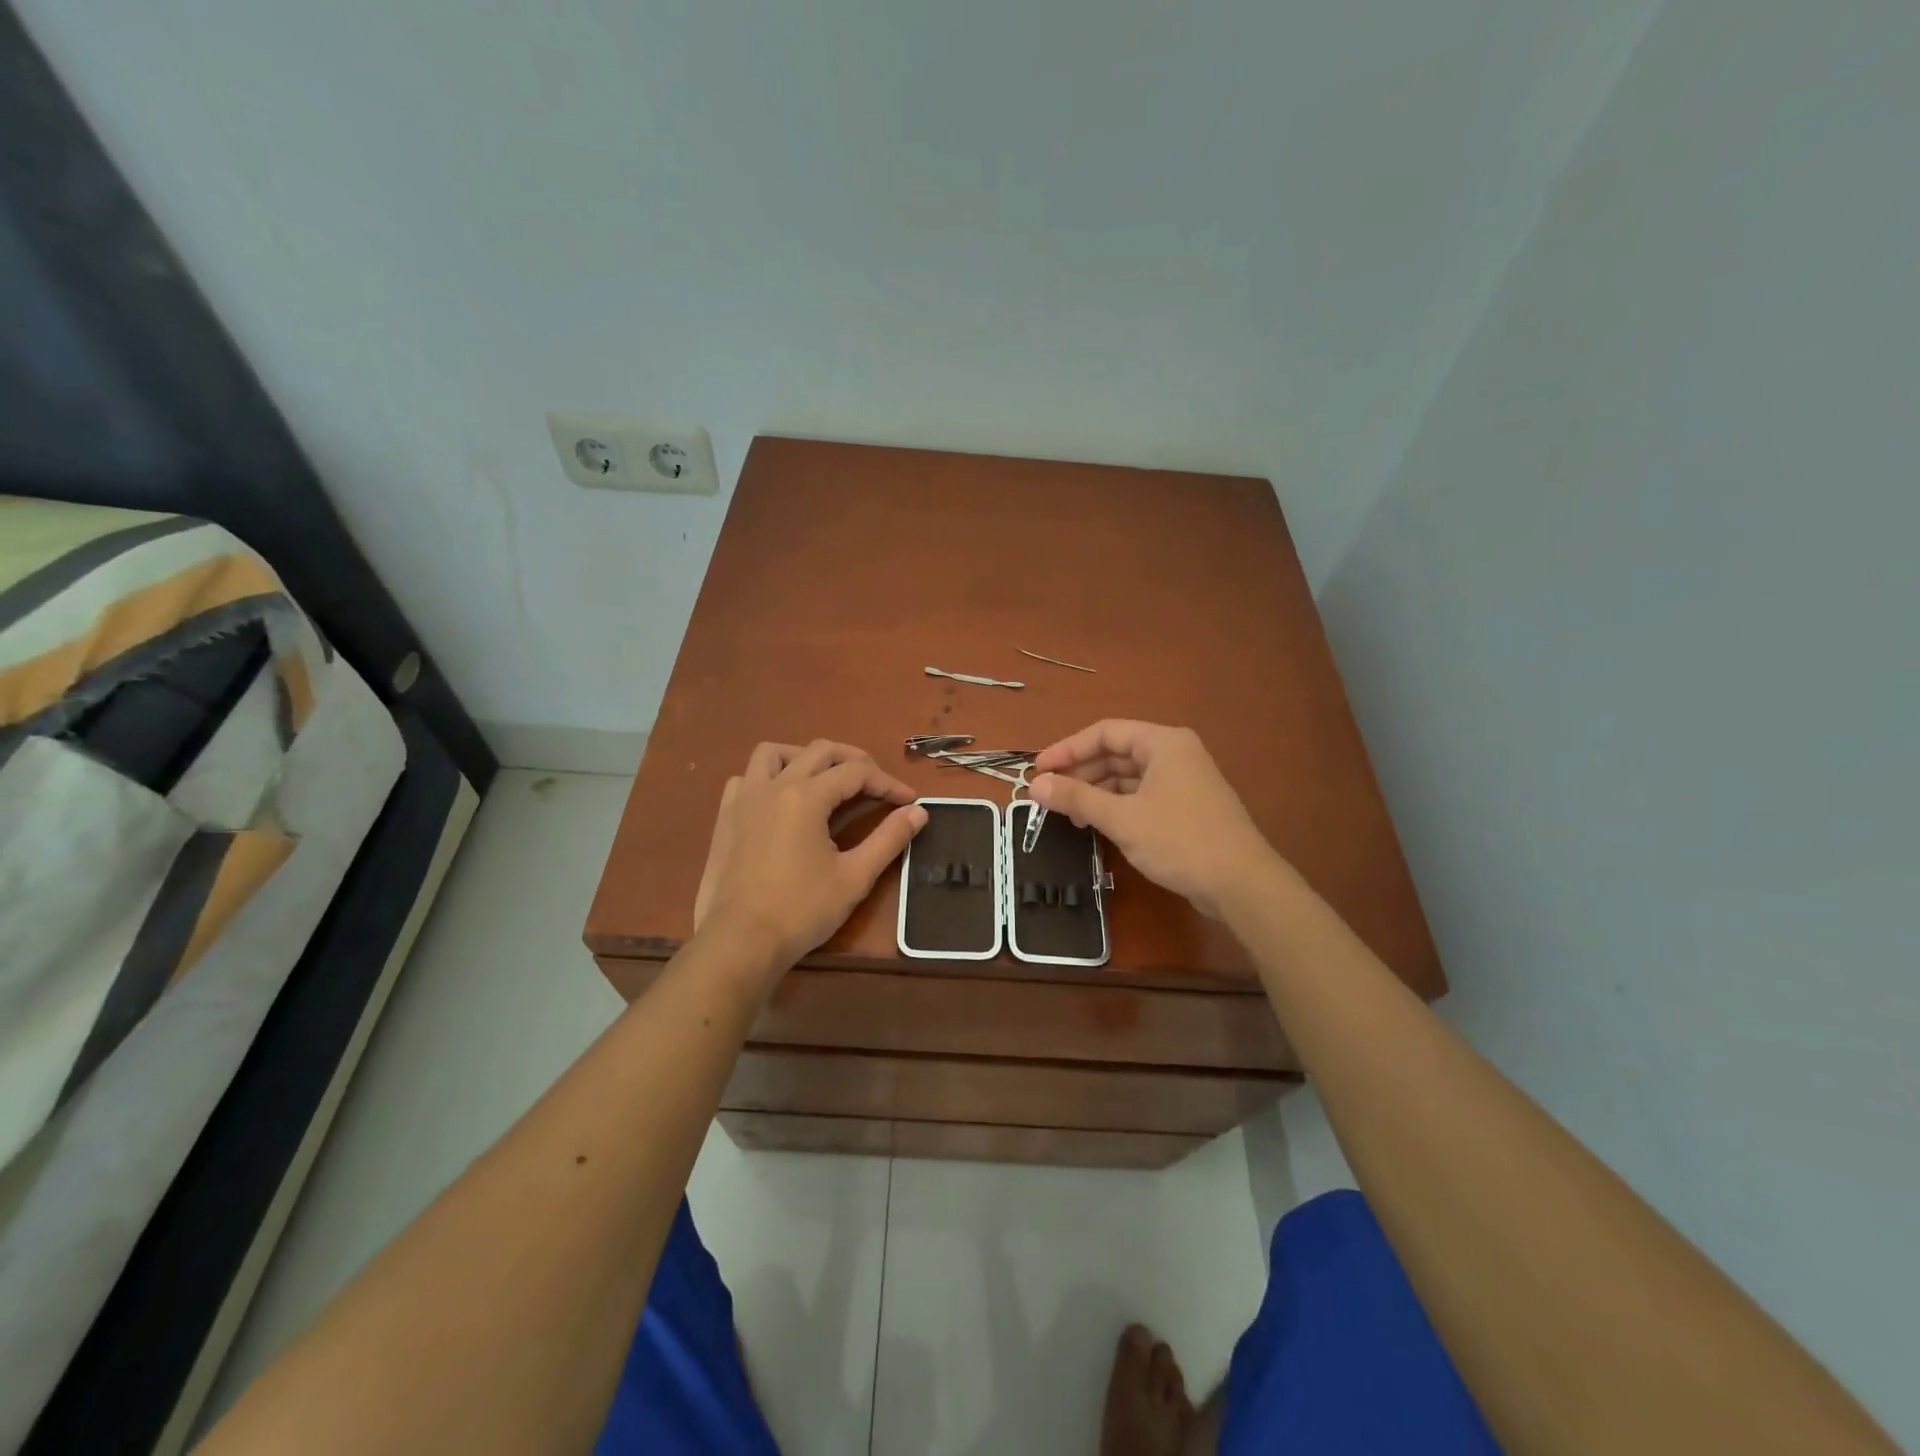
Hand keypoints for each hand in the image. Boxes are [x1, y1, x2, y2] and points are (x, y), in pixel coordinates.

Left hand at [694, 740, 927, 978]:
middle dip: (855, 761)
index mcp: (806, 796)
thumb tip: (919, 812)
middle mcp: (774, 786)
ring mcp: (744, 799)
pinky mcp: (725, 817)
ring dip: (805, 757)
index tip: (909, 801)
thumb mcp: (854, 877)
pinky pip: (746, 778)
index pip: (857, 772)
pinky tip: (780, 801)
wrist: (739, 942)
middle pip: (821, 751)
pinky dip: (767, 778)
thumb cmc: (801, 910)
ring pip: (774, 753)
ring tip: (825, 780)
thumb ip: (889, 839)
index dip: (888, 783)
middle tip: (877, 786)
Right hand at [1031, 721, 1278, 919]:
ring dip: (1096, 791)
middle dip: (1080, 772)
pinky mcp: (1185, 808)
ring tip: (1068, 814)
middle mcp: (1174, 754)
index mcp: (1163, 743)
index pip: (1105, 732)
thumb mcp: (1122, 818)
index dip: (1067, 749)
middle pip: (1116, 753)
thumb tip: (1035, 785)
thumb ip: (1077, 797)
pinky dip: (1116, 805)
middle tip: (1048, 795)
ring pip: (1128, 777)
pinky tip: (1096, 823)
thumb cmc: (1180, 841)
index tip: (1038, 770)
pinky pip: (1141, 796)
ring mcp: (1182, 781)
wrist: (1241, 885)